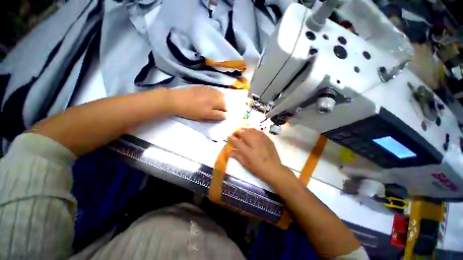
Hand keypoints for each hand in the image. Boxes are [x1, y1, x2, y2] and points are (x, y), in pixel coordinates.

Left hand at [169, 86, 226, 120]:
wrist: (177, 100)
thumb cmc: (192, 111)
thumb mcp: (205, 117)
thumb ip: (216, 116)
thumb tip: (225, 116)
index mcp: (216, 103)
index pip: (225, 108)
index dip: (223, 113)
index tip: (218, 115)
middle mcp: (215, 95)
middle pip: (224, 100)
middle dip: (222, 105)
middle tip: (215, 110)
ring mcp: (209, 90)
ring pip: (220, 94)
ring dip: (220, 99)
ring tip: (213, 104)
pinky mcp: (204, 86)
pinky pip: (213, 90)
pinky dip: (214, 94)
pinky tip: (208, 97)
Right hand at [228, 128, 295, 186]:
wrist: (274, 169)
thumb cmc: (258, 168)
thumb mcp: (246, 164)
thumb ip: (237, 156)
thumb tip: (229, 152)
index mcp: (248, 151)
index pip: (237, 141)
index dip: (231, 138)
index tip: (229, 137)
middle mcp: (254, 142)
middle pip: (244, 132)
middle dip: (238, 132)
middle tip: (235, 135)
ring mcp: (262, 139)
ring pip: (251, 129)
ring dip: (245, 130)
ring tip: (242, 133)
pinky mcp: (267, 139)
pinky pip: (258, 131)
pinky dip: (253, 131)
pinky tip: (252, 134)